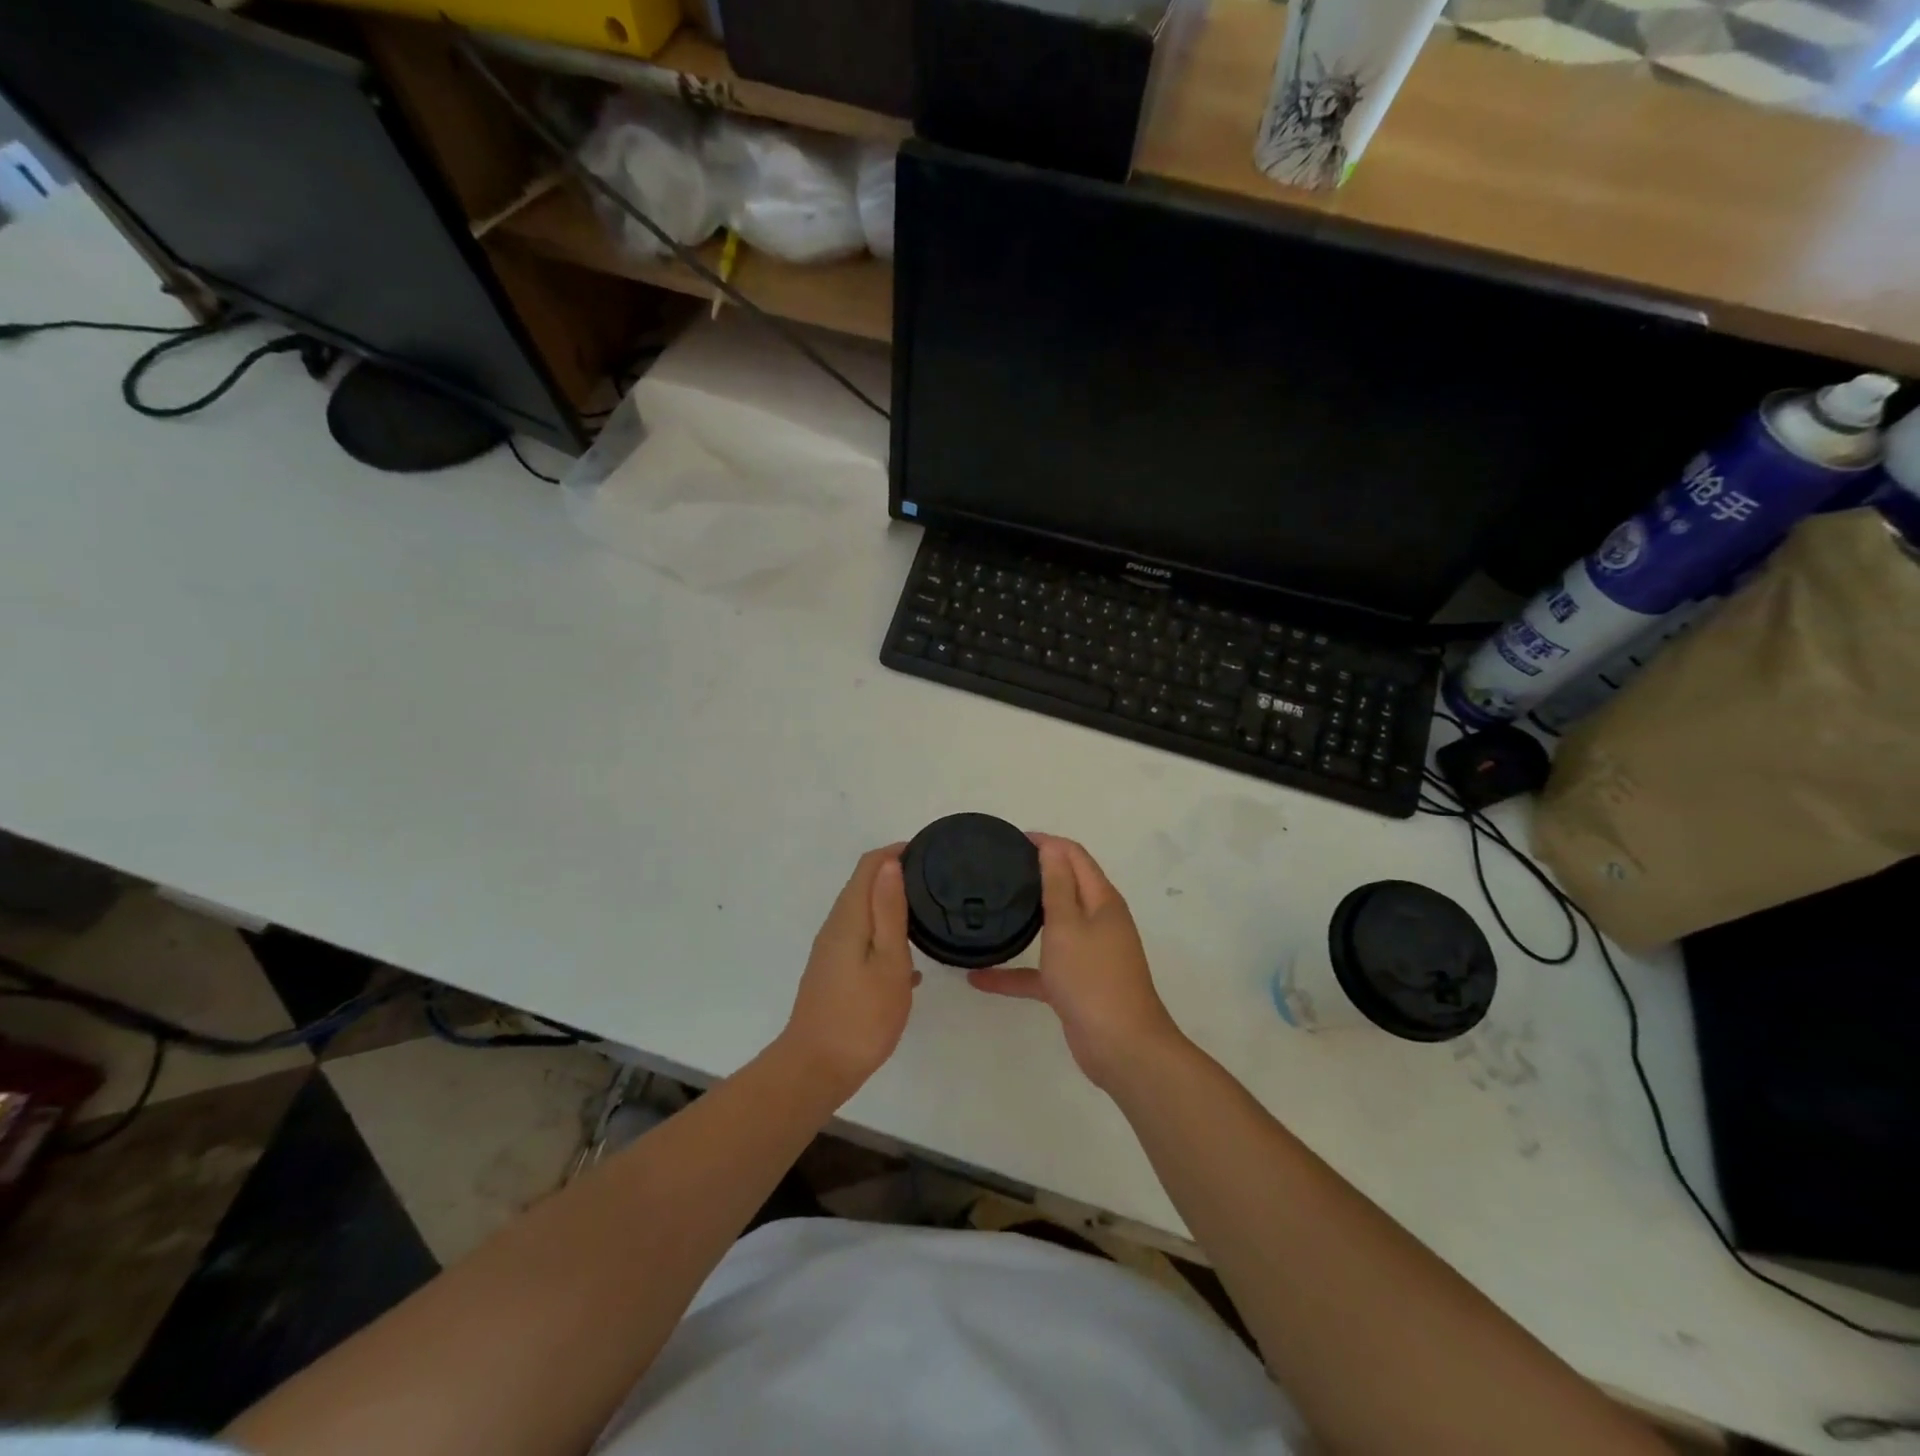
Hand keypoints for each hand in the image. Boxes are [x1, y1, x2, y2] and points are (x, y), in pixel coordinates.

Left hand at [781, 844, 920, 1100]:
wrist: (817, 1069)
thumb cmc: (861, 1016)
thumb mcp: (888, 962)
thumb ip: (890, 911)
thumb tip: (890, 862)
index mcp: (849, 917)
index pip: (869, 865)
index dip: (896, 852)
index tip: (929, 853)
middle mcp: (835, 926)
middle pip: (864, 885)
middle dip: (896, 875)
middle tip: (936, 882)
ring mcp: (832, 951)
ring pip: (865, 914)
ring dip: (892, 906)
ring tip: (929, 916)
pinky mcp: (834, 972)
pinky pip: (864, 939)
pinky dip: (886, 937)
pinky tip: (911, 963)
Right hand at [968, 834, 1183, 1089]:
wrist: (1122, 1048)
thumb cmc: (1092, 979)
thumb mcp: (1068, 926)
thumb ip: (1057, 885)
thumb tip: (1052, 846)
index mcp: (1102, 900)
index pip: (1075, 856)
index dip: (1047, 843)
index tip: (1011, 839)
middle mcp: (1099, 922)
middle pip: (1066, 887)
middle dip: (1036, 874)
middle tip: (997, 869)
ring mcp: (1089, 954)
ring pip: (1054, 927)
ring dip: (1026, 919)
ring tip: (991, 909)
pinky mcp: (1077, 985)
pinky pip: (1042, 970)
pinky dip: (1016, 971)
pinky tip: (980, 979)